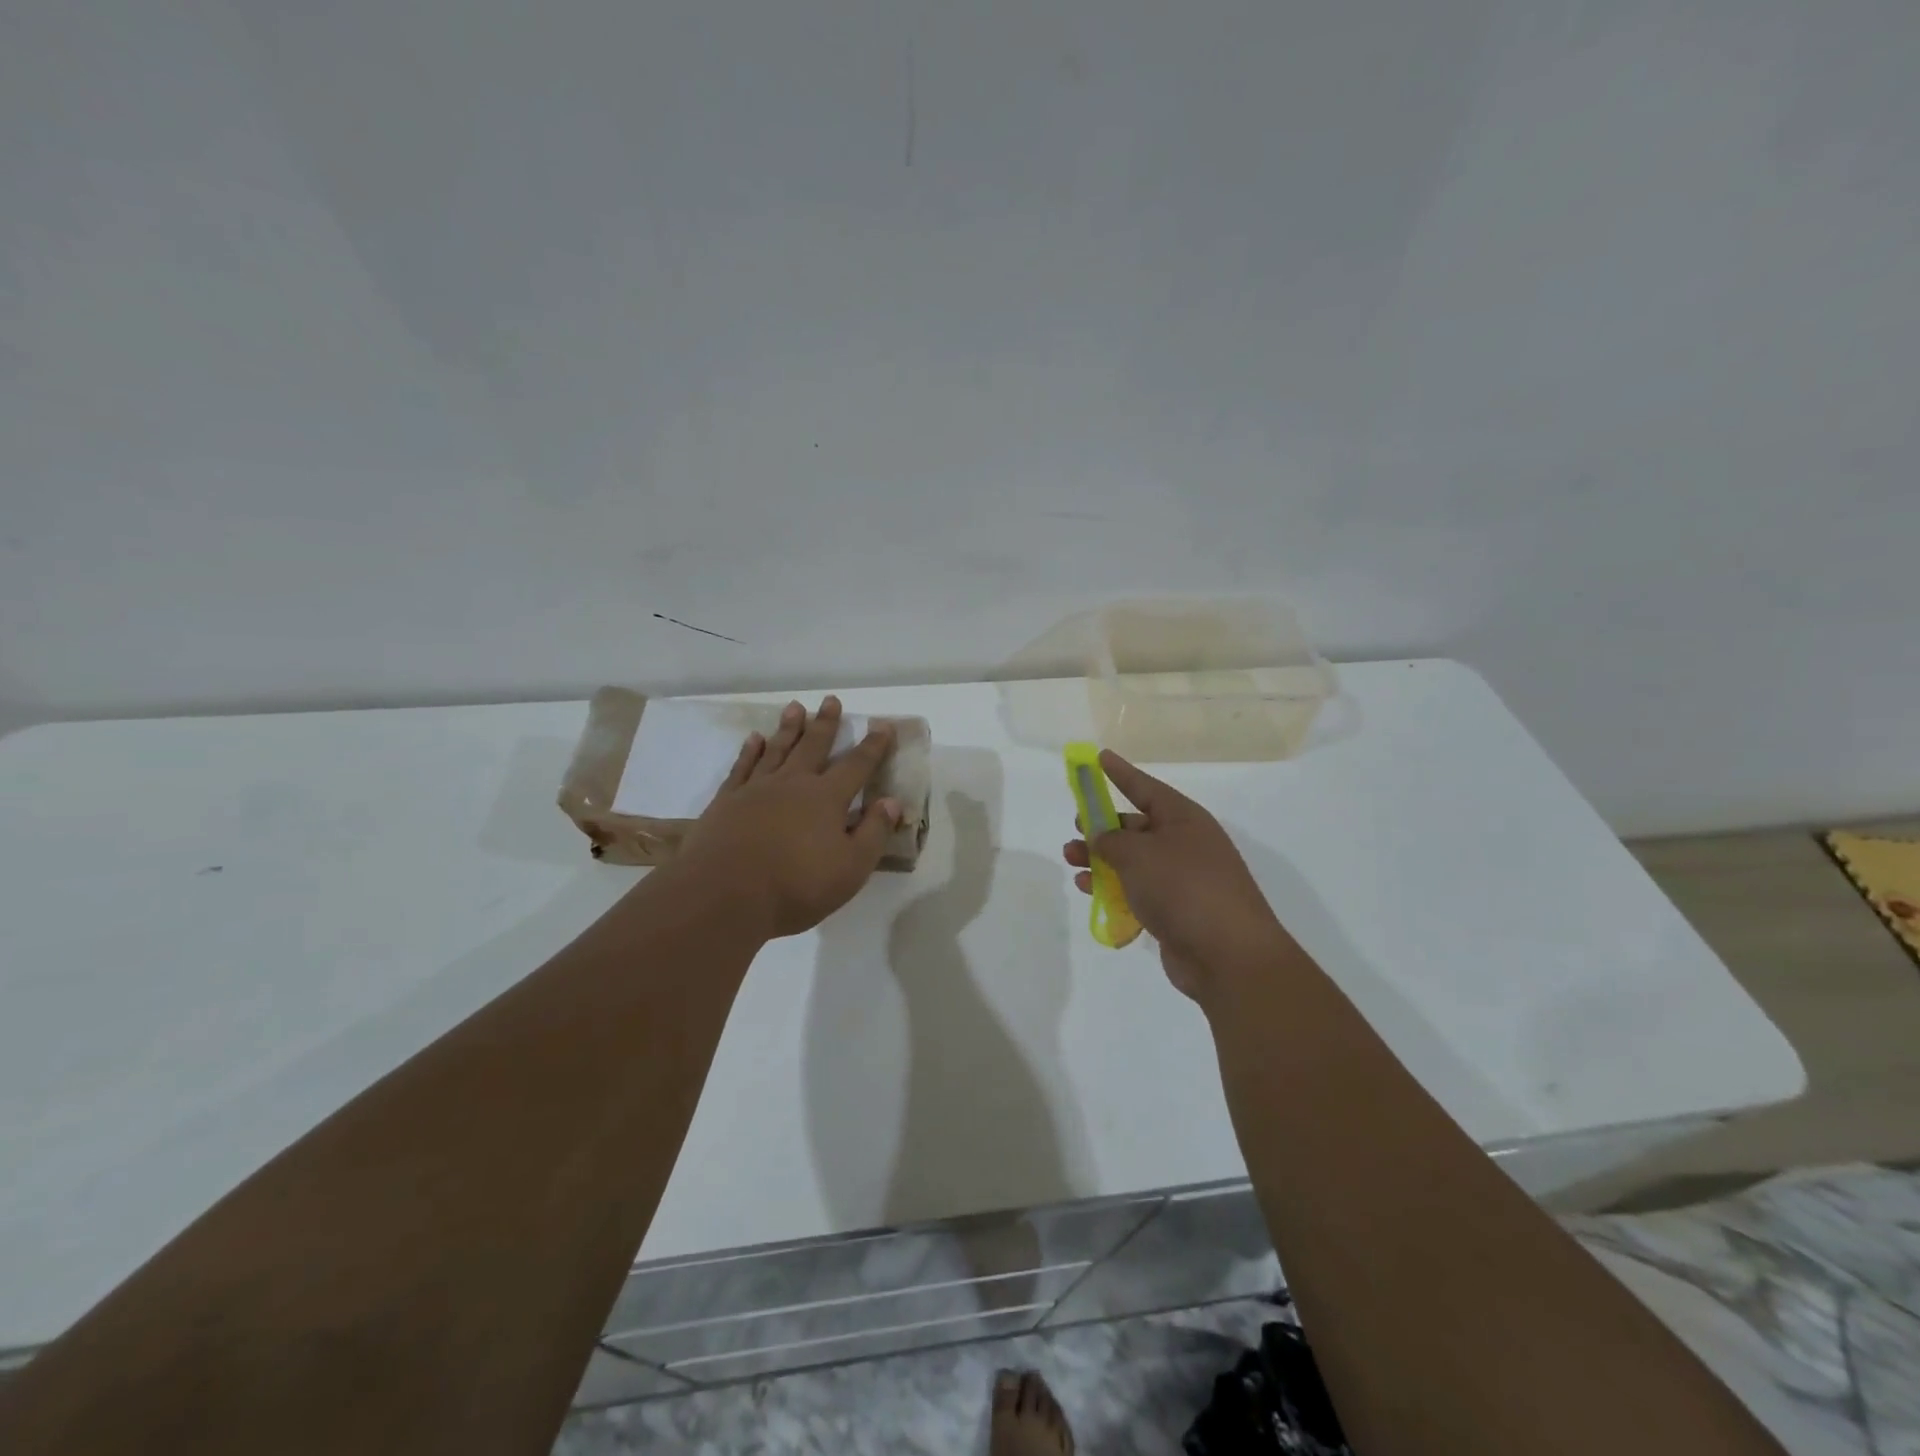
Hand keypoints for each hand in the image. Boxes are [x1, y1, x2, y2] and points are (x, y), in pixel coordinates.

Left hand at [675, 697, 901, 938]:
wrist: (724, 895)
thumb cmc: (796, 886)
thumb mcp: (851, 868)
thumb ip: (874, 832)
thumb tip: (892, 801)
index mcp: (826, 798)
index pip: (857, 765)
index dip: (873, 746)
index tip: (883, 725)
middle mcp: (793, 783)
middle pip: (813, 746)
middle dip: (826, 723)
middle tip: (831, 700)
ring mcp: (756, 789)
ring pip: (777, 749)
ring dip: (788, 728)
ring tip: (795, 707)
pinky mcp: (727, 801)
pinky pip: (742, 767)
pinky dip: (750, 751)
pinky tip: (754, 739)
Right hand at [1063, 750, 1294, 1001]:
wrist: (1228, 955)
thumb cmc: (1183, 888)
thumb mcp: (1138, 854)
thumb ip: (1110, 840)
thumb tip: (1101, 836)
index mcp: (1184, 819)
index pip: (1145, 787)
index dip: (1121, 773)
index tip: (1098, 757)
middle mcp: (1185, 844)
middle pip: (1137, 827)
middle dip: (1103, 826)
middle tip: (1076, 828)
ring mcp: (1183, 879)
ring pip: (1134, 861)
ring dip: (1101, 860)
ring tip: (1072, 862)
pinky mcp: (1176, 911)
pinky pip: (1138, 890)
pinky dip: (1113, 888)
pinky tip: (1089, 892)